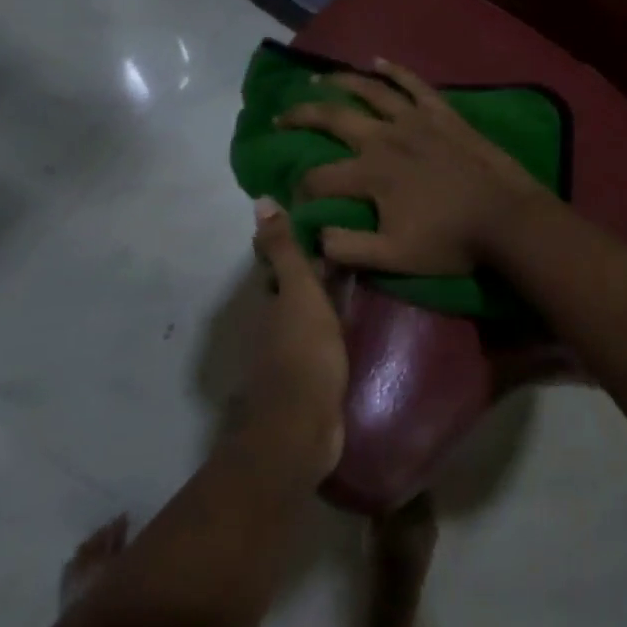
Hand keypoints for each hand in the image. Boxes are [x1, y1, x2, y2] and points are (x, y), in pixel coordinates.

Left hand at [237, 200, 348, 479]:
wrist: (304, 426)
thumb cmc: (302, 352)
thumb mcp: (298, 292)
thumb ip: (284, 250)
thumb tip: (260, 200)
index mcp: (270, 298)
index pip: (279, 258)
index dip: (295, 236)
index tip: (324, 213)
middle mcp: (276, 321)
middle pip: (295, 284)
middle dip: (316, 262)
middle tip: (354, 236)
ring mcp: (294, 348)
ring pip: (311, 308)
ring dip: (330, 289)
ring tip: (366, 267)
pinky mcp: (314, 371)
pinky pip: (327, 333)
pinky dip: (339, 317)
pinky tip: (362, 311)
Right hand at [277, 59, 548, 276]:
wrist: (506, 219)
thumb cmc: (450, 241)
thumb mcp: (393, 258)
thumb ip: (348, 248)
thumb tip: (314, 236)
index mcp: (371, 174)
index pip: (319, 178)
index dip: (301, 189)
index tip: (296, 199)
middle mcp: (385, 137)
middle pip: (332, 119)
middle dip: (301, 116)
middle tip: (280, 117)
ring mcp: (415, 119)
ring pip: (370, 90)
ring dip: (340, 82)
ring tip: (319, 79)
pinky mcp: (441, 112)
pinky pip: (413, 83)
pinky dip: (394, 70)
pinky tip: (378, 61)